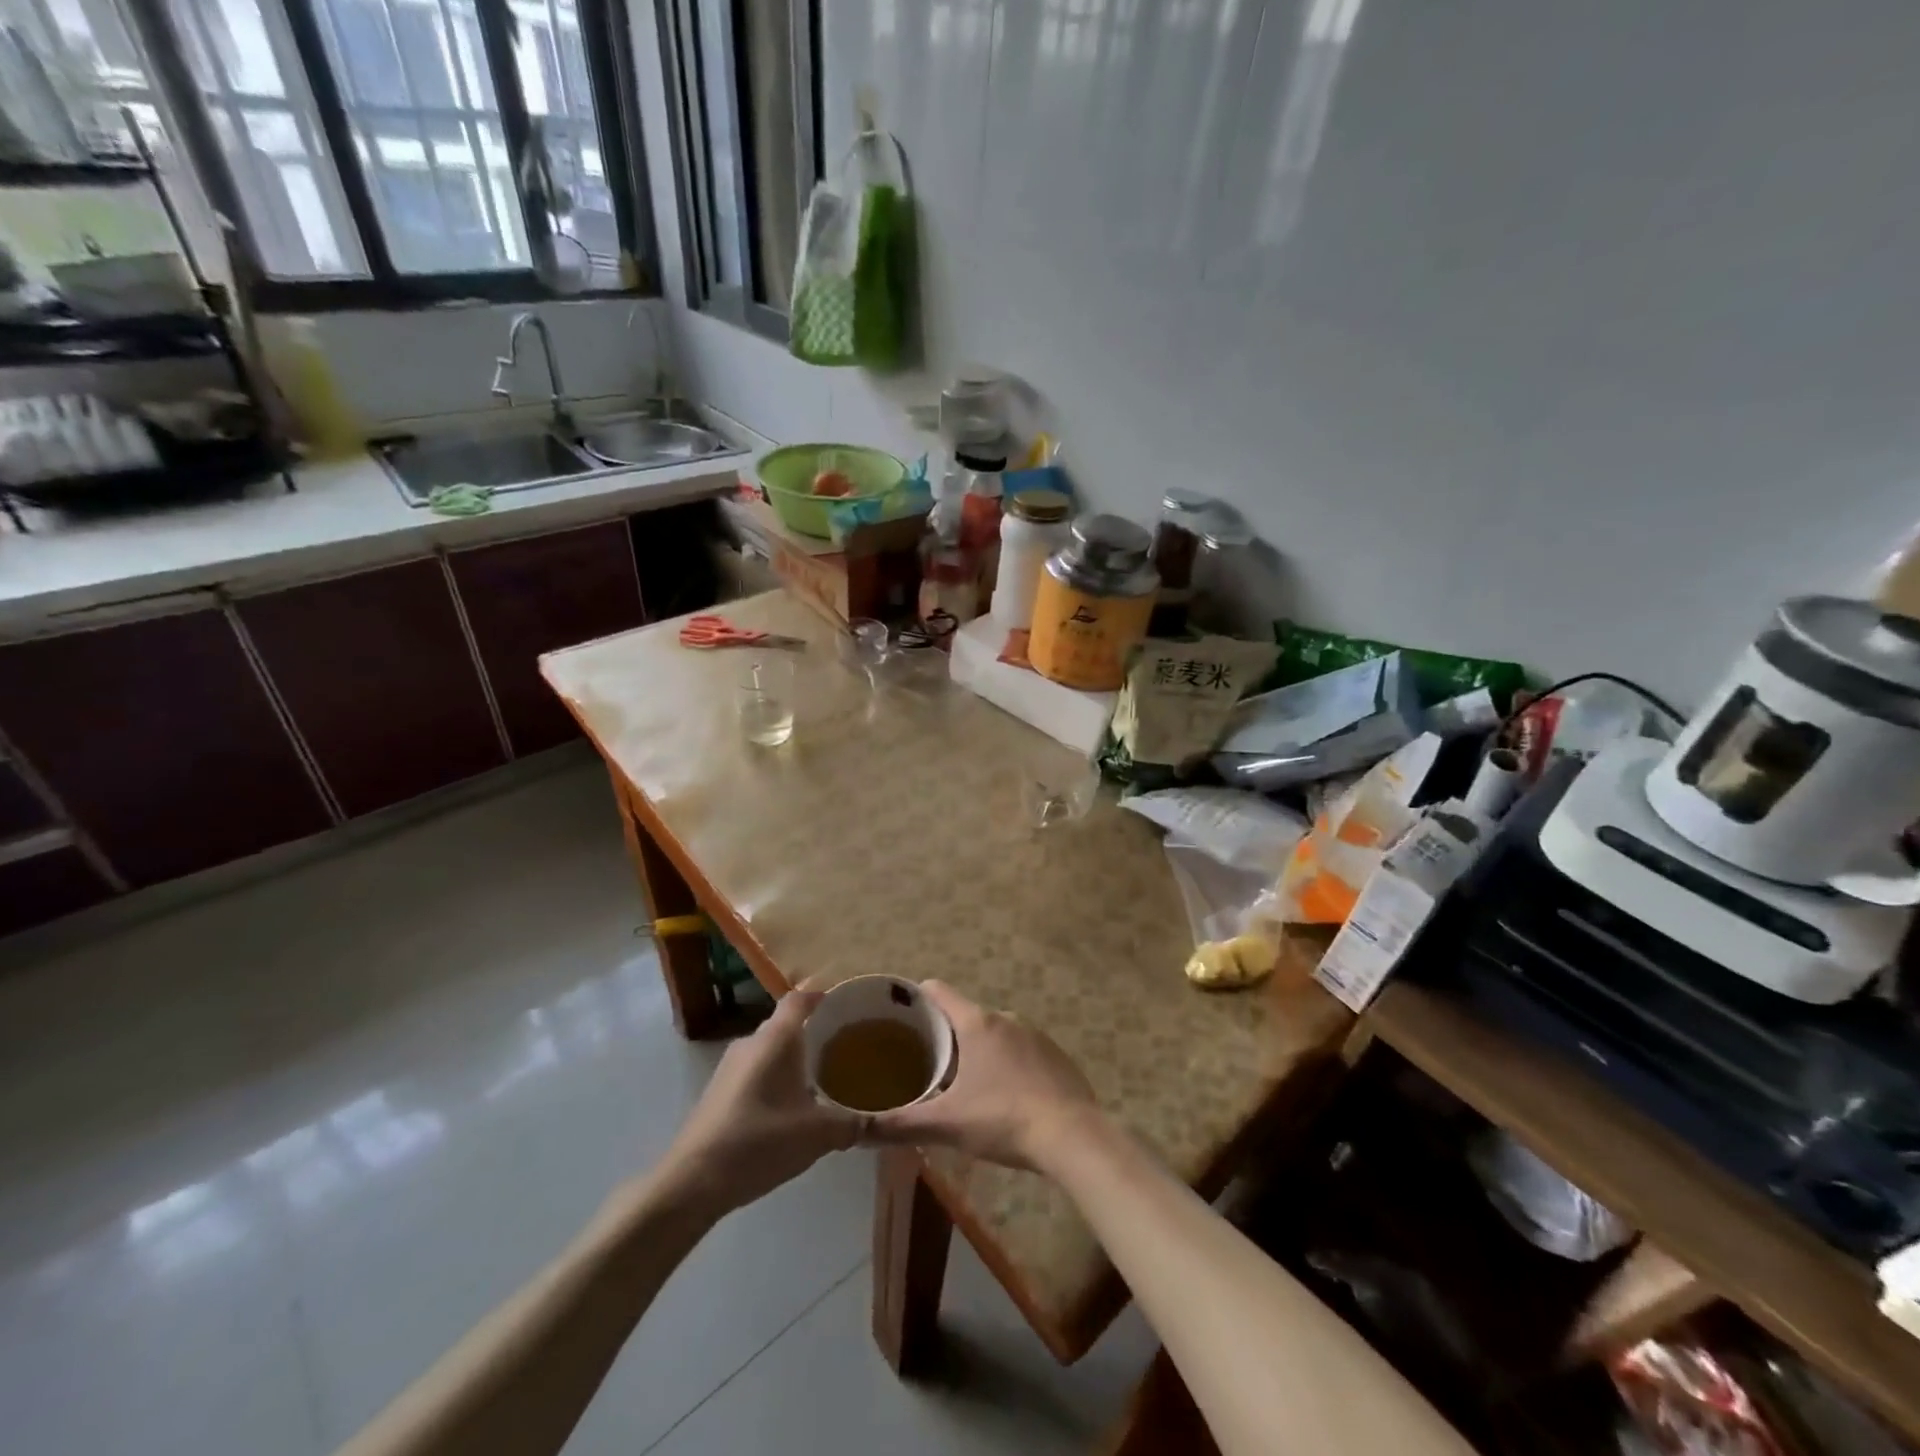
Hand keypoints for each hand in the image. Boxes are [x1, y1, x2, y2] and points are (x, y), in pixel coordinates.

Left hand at [659, 989, 862, 1217]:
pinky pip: (756, 1072)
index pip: (800, 999)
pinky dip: (777, 1080)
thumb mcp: (817, 1134)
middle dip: (815, 1033)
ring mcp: (730, 1068)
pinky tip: (792, 1109)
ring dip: (795, 1061)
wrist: (691, 1182)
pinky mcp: (719, 1093)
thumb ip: (853, 1123)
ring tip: (825, 1079)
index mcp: (775, 1038)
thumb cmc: (758, 1142)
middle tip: (846, 1047)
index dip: (822, 995)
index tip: (846, 1004)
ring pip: (771, 1051)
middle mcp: (751, 1043)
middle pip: (786, 1025)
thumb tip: (881, 1122)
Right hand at [862, 981, 1102, 1172]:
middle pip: (964, 1016)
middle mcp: (1005, 1018)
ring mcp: (1034, 1034)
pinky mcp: (1055, 1055)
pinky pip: (1020, 1051)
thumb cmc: (1004, 1119)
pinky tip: (1004, 1099)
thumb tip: (858, 1129)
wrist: (1073, 1137)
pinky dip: (1006, 1066)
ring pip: (993, 1035)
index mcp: (976, 1022)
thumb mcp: (947, 1123)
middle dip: (944, 1037)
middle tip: (925, 1068)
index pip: (937, 991)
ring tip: (963, 1088)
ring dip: (977, 1053)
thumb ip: (901, 1123)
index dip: (914, 1000)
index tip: (897, 1020)